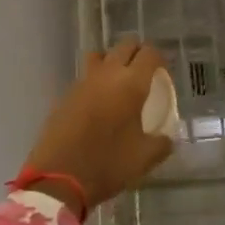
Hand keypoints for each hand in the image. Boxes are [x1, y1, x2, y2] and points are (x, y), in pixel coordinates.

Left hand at [22, 38, 173, 212]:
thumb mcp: (144, 159)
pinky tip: (98, 102)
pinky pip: (84, 76)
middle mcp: (107, 74)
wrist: (57, 178)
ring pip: (100, 55)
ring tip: (119, 80)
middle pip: (124, 46)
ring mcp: (82, 82)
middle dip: (137, 52)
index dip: (160, 58)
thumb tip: (167, 138)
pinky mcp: (65, 94)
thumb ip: (162, 143)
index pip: (149, 54)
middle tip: (145, 71)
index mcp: (131, 84)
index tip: (163, 72)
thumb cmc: (107, 164)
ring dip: (112, 60)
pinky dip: (95, 80)